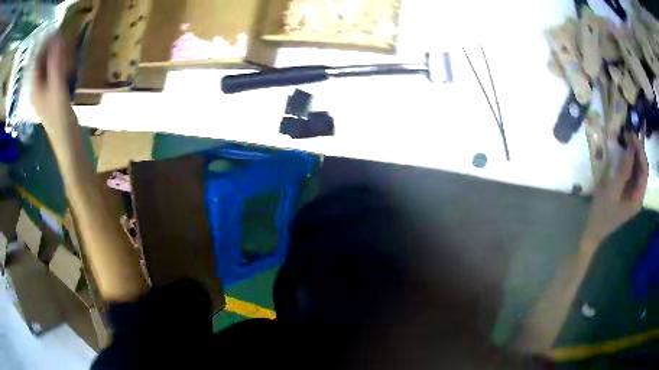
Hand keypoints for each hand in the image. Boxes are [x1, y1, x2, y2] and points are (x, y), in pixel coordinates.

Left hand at [32, 35, 72, 136]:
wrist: (67, 141)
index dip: (45, 45)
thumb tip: (57, 38)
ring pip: (48, 69)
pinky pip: (53, 75)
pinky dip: (59, 67)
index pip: (37, 61)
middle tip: (63, 40)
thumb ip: (55, 63)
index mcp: (35, 88)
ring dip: (56, 58)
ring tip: (66, 51)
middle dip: (51, 51)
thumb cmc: (59, 117)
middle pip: (42, 64)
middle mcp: (38, 89)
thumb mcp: (57, 87)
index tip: (57, 31)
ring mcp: (45, 93)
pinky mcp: (52, 96)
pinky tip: (67, 66)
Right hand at [582, 131, 647, 252]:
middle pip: (642, 167)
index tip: (631, 135)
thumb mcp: (612, 191)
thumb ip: (623, 170)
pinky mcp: (628, 190)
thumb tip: (630, 148)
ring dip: (633, 152)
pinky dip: (629, 159)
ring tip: (626, 138)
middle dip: (637, 149)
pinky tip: (624, 150)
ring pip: (638, 168)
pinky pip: (632, 171)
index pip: (644, 170)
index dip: (640, 151)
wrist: (594, 229)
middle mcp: (638, 194)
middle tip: (628, 133)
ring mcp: (633, 192)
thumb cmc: (602, 212)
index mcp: (638, 198)